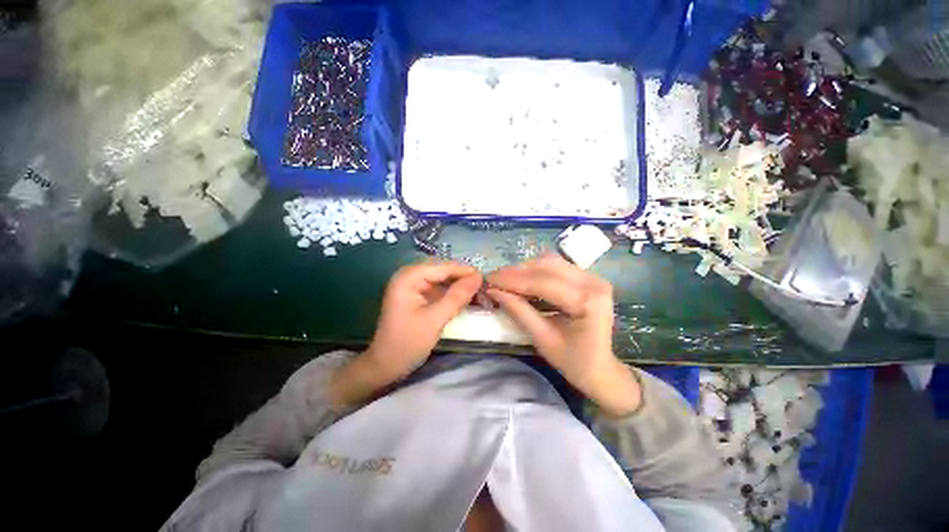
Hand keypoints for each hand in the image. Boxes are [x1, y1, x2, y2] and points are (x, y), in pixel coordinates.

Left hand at [365, 261, 482, 380]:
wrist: (386, 365)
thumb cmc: (407, 343)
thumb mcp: (435, 319)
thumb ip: (457, 296)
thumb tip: (478, 277)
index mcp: (408, 278)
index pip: (442, 267)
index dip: (464, 271)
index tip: (486, 278)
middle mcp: (409, 276)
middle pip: (442, 270)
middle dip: (462, 277)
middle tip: (484, 286)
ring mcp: (412, 285)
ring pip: (442, 278)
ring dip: (459, 285)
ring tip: (479, 292)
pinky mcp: (417, 295)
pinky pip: (439, 287)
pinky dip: (452, 292)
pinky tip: (465, 298)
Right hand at [486, 255, 640, 415]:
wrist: (601, 368)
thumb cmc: (574, 361)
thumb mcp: (543, 339)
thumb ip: (519, 312)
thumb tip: (493, 291)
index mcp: (588, 301)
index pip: (543, 283)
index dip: (512, 280)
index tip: (488, 280)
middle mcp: (593, 282)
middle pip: (547, 266)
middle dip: (516, 272)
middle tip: (493, 279)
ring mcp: (592, 277)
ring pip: (550, 262)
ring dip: (525, 269)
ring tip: (505, 279)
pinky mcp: (587, 277)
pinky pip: (556, 266)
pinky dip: (535, 270)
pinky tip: (522, 279)